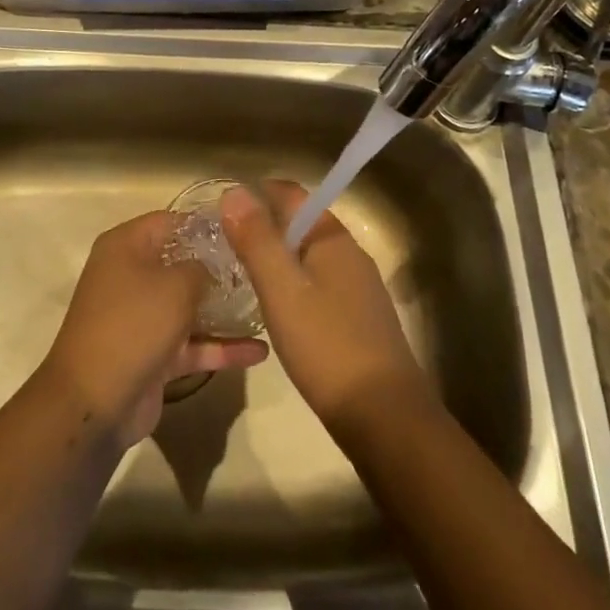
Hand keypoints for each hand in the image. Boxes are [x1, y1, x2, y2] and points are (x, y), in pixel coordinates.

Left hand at [41, 211, 267, 449]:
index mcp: (126, 247)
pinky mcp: (154, 354)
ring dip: (224, 309)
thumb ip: (202, 267)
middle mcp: (131, 276)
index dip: (206, 224)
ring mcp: (142, 317)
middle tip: (260, 266)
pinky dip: (221, 347)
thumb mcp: (175, 286)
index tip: (245, 230)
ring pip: (189, 305)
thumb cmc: (133, 325)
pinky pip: (192, 343)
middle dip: (220, 267)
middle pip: (181, 263)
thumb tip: (213, 266)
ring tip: (267, 304)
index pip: (171, 222)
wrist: (94, 403)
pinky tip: (260, 352)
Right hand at [222, 180, 432, 429]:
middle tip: (224, 244)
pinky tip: (278, 309)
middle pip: (302, 223)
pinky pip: (319, 284)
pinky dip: (295, 284)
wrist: (385, 417)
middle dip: (265, 226)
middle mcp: (350, 254)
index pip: (293, 194)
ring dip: (279, 257)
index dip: (258, 194)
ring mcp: (359, 288)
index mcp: (333, 239)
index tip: (223, 210)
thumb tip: (233, 191)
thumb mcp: (282, 290)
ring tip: (241, 274)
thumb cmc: (327, 346)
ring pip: (310, 256)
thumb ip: (257, 240)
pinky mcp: (359, 318)